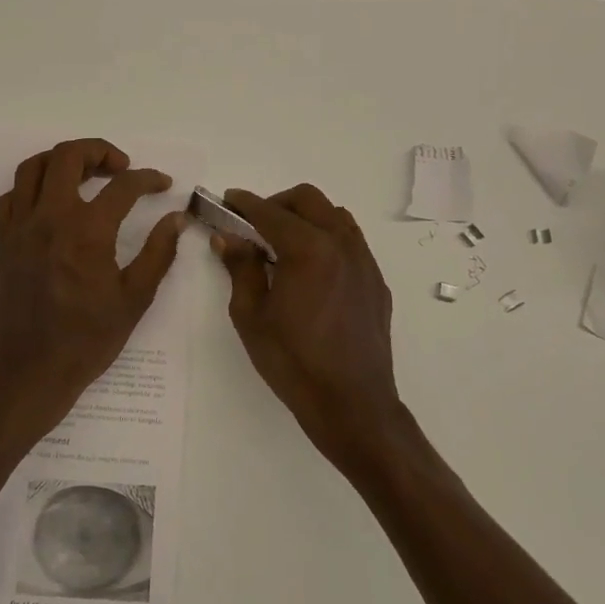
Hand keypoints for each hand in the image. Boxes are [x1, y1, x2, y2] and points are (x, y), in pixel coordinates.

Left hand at [0, 138, 186, 441]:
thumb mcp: (133, 299)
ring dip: (62, 160)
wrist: (28, 371)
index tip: (162, 184)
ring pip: (33, 168)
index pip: (123, 186)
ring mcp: (21, 227)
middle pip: (68, 156)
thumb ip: (157, 253)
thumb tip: (176, 219)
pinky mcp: (3, 242)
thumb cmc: (86, 340)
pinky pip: (11, 197)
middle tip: (120, 168)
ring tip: (84, 174)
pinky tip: (50, 203)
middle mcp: (50, 218)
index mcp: (87, 231)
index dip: (148, 179)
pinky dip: (32, 188)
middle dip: (99, 150)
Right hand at [213, 185, 402, 471]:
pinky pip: (351, 242)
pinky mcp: (376, 281)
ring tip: (284, 244)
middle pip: (308, 200)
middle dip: (277, 203)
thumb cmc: (293, 362)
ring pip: (334, 216)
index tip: (228, 199)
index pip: (270, 212)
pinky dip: (327, 239)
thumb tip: (228, 238)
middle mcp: (341, 244)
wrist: (352, 404)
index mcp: (308, 249)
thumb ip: (241, 268)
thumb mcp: (252, 316)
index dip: (245, 203)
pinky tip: (312, 270)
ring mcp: (364, 261)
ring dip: (306, 217)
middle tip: (254, 225)